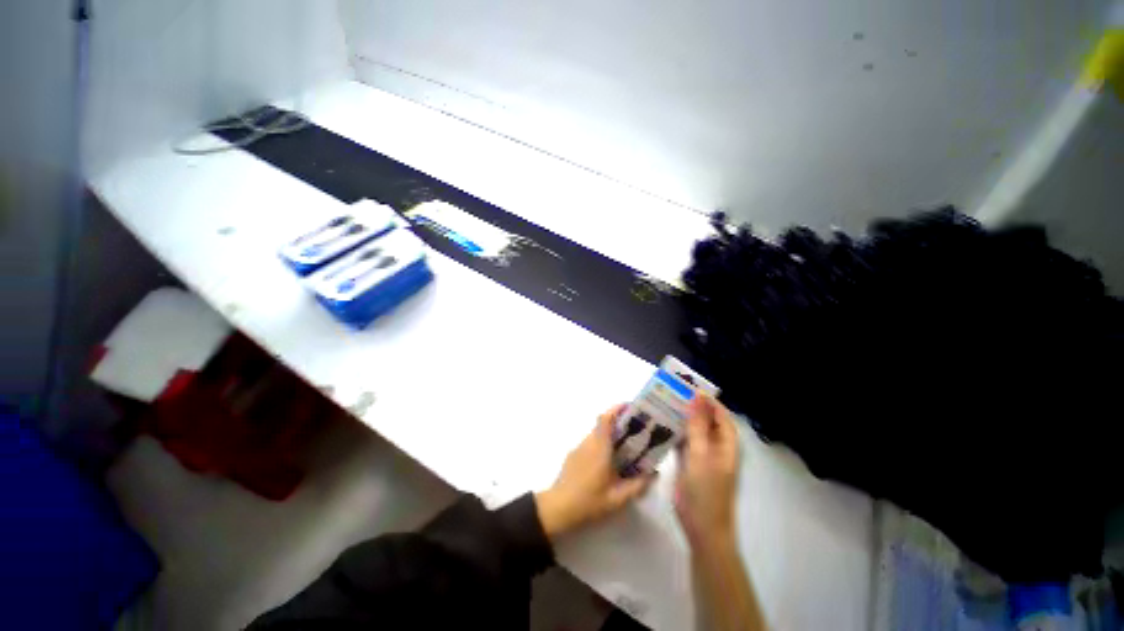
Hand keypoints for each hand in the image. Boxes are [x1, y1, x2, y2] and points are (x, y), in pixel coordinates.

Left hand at [535, 405, 655, 539]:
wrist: (557, 508)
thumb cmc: (588, 502)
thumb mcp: (618, 499)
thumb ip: (637, 486)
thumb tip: (653, 473)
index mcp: (600, 448)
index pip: (605, 418)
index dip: (617, 409)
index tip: (631, 408)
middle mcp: (589, 442)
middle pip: (603, 424)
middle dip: (619, 422)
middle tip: (636, 430)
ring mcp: (579, 448)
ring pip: (597, 434)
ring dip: (610, 434)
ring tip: (626, 447)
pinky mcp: (573, 455)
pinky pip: (590, 443)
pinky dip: (601, 444)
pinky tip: (608, 462)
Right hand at [674, 395, 739, 547]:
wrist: (701, 528)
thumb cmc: (705, 491)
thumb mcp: (701, 454)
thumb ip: (698, 425)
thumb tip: (698, 396)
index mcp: (726, 444)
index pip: (720, 414)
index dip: (707, 400)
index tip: (687, 387)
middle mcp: (716, 446)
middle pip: (706, 420)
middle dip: (691, 407)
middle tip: (670, 393)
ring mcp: (703, 455)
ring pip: (694, 430)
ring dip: (681, 419)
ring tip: (663, 404)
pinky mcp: (690, 463)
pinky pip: (684, 441)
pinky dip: (675, 433)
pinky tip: (660, 425)